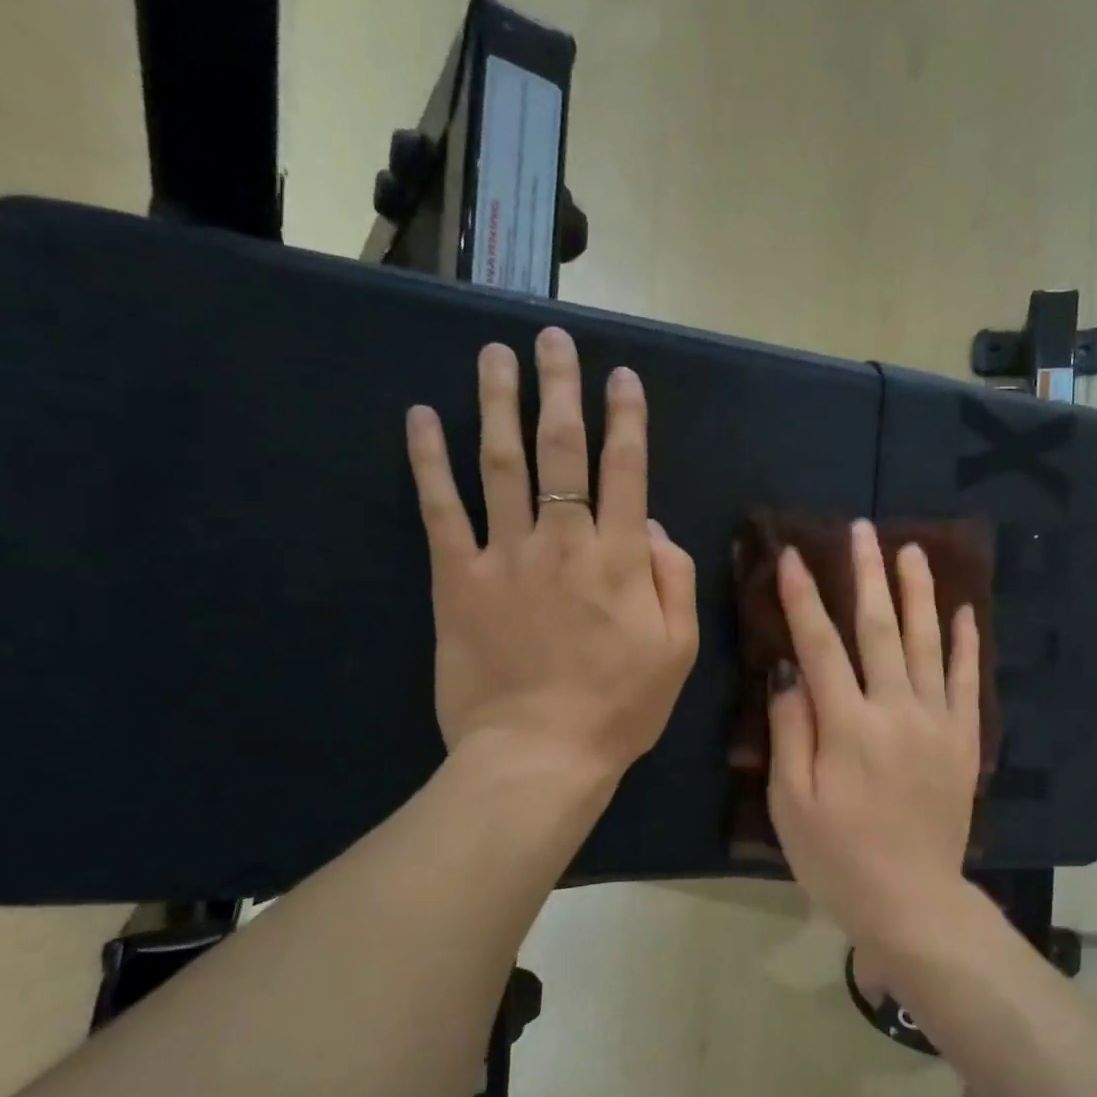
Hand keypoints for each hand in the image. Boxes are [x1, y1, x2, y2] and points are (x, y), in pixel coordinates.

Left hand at [406, 327, 698, 780]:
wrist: (540, 756)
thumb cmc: (619, 708)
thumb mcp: (677, 651)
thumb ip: (674, 581)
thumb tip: (652, 528)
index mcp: (620, 559)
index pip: (626, 470)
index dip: (626, 418)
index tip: (621, 377)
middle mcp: (563, 541)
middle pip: (561, 449)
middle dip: (560, 389)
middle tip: (552, 340)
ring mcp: (506, 556)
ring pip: (500, 462)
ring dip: (497, 403)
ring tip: (494, 355)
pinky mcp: (458, 580)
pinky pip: (440, 509)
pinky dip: (428, 461)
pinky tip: (420, 419)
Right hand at [767, 520, 981, 948]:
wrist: (912, 901)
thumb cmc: (838, 857)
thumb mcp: (791, 803)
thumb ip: (792, 731)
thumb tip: (790, 673)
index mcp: (847, 725)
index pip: (820, 645)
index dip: (803, 598)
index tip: (792, 556)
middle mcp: (896, 710)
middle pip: (880, 629)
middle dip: (867, 575)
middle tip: (863, 529)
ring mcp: (937, 722)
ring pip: (929, 643)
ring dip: (919, 593)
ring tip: (912, 551)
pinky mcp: (963, 740)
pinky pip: (969, 681)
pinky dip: (967, 643)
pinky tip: (965, 611)